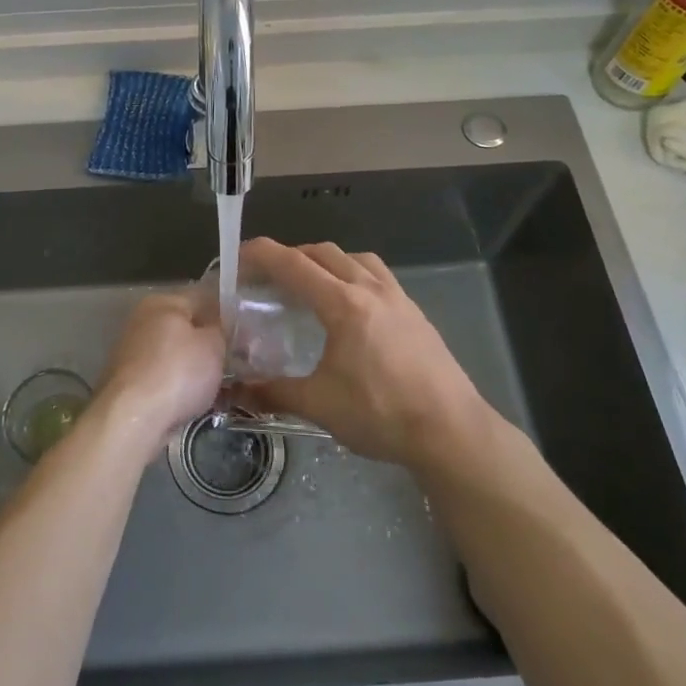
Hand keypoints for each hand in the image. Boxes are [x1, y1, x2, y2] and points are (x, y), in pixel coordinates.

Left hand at [93, 293, 225, 455]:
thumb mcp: (213, 345)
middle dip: (210, 344)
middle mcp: (142, 321)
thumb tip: (223, 325)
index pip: (202, 298)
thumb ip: (222, 329)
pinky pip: (164, 378)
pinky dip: (180, 387)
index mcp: (162, 302)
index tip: (247, 334)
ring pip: (176, 355)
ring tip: (223, 386)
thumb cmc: (177, 372)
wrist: (133, 420)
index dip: (227, 314)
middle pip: (186, 328)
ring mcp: (132, 352)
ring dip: (196, 368)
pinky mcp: (129, 382)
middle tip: (238, 361)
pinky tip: (197, 401)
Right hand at [232, 239, 492, 468]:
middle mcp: (370, 289)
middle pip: (323, 253)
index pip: (293, 264)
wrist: (452, 431)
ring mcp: (398, 297)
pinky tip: (350, 303)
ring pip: (354, 258)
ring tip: (308, 283)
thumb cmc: (382, 415)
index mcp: (343, 305)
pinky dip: (353, 273)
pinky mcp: (415, 312)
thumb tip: (234, 393)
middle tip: (267, 277)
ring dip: (325, 260)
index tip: (237, 254)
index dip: (261, 254)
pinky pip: (377, 274)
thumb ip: (273, 393)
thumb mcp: (320, 405)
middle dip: (290, 256)